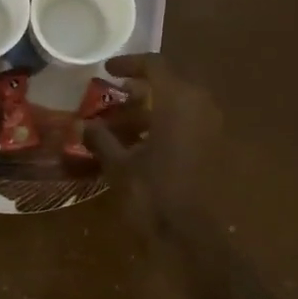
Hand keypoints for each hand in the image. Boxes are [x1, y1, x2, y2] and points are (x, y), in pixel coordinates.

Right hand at [82, 55, 224, 235]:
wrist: (193, 234)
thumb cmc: (153, 193)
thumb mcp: (119, 164)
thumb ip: (101, 139)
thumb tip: (82, 125)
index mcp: (178, 101)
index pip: (154, 65)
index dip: (128, 64)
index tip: (106, 70)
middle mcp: (200, 106)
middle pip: (167, 85)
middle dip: (137, 92)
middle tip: (110, 100)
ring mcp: (211, 128)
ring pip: (177, 106)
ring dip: (149, 112)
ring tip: (118, 127)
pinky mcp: (214, 148)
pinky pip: (186, 125)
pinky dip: (163, 127)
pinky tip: (139, 146)